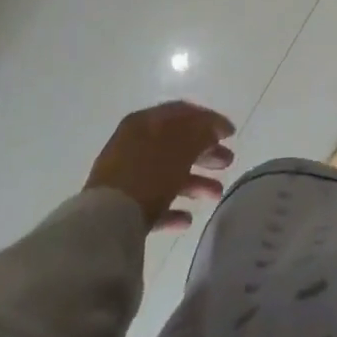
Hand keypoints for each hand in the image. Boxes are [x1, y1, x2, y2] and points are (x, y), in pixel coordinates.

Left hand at [86, 101, 234, 232]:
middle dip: (206, 153)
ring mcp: (126, 177)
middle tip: (228, 162)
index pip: (183, 113)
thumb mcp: (182, 146)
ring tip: (216, 195)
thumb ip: (202, 132)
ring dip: (195, 182)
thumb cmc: (148, 174)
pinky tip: (187, 220)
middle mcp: (134, 144)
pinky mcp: (121, 208)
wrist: (105, 224)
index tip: (231, 133)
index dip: (210, 120)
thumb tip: (213, 128)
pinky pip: (153, 203)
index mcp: (145, 122)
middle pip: (177, 144)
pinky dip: (172, 208)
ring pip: (168, 174)